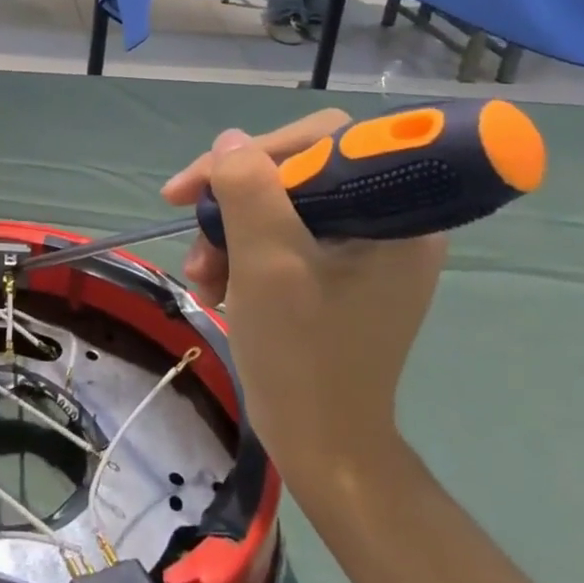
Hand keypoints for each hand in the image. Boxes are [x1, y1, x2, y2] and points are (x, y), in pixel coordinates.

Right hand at [172, 119, 446, 488]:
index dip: (260, 151)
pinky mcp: (335, 269)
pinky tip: (216, 284)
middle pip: (295, 170)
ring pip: (278, 202)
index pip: (325, 140)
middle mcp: (385, 220)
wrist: (319, 442)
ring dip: (227, 231)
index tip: (206, 181)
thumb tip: (229, 142)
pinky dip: (239, 252)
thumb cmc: (303, 354)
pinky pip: (278, 233)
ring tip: (202, 275)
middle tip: (188, 223)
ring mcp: (360, 247)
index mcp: (395, 214)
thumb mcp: (268, 264)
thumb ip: (248, 190)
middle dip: (234, 200)